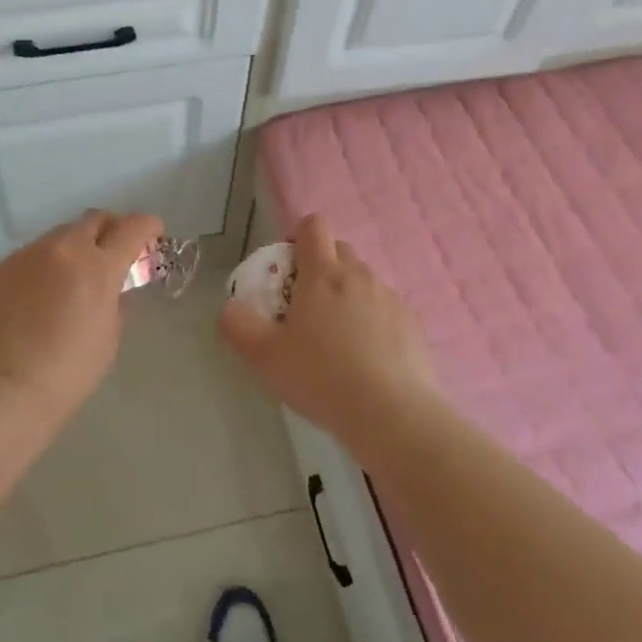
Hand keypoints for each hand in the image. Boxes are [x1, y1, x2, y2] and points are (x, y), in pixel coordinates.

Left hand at [0, 209, 163, 428]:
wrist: (5, 391)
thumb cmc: (69, 372)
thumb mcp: (109, 336)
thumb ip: (116, 300)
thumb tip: (114, 285)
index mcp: (98, 266)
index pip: (132, 228)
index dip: (147, 226)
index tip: (152, 233)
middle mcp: (62, 249)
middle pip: (94, 220)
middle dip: (110, 230)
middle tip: (113, 252)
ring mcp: (26, 255)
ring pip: (58, 236)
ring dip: (73, 248)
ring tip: (70, 279)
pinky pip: (29, 257)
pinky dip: (42, 268)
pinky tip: (36, 297)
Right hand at [219, 214, 434, 453]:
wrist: (392, 415)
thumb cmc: (322, 378)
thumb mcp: (265, 357)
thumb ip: (238, 326)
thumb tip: (229, 308)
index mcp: (322, 274)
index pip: (313, 226)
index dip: (297, 236)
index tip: (287, 266)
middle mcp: (359, 276)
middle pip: (340, 249)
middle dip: (322, 266)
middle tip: (306, 305)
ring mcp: (390, 299)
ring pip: (364, 281)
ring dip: (348, 295)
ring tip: (337, 338)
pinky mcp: (412, 324)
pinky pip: (386, 309)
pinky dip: (374, 321)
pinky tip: (368, 358)